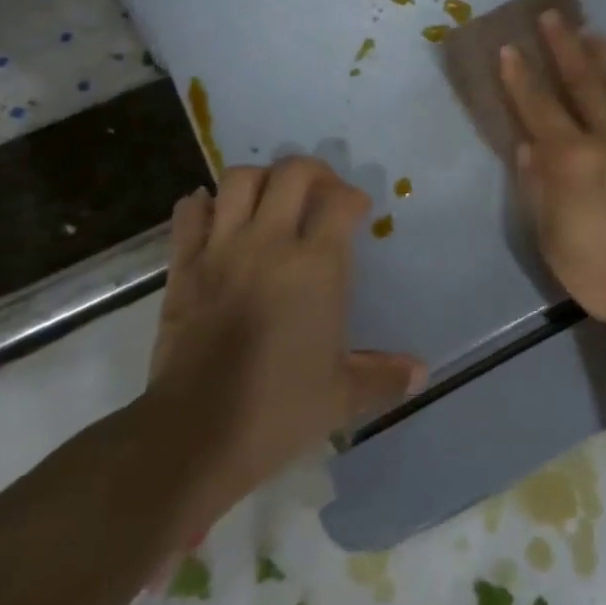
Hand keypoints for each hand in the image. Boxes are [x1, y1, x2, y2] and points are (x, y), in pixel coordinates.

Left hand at [147, 157, 425, 516]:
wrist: (197, 432)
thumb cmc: (279, 410)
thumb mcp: (342, 396)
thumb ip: (385, 376)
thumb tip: (422, 373)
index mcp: (315, 266)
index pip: (339, 201)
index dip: (353, 197)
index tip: (357, 212)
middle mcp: (269, 243)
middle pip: (291, 173)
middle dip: (313, 172)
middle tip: (321, 192)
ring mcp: (221, 249)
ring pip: (238, 180)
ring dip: (260, 179)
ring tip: (271, 199)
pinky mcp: (183, 265)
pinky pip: (188, 212)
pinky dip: (203, 205)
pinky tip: (216, 217)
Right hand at [499, 12, 605, 345]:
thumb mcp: (554, 241)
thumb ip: (538, 189)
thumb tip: (528, 147)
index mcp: (571, 160)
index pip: (538, 108)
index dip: (520, 77)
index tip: (510, 48)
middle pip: (582, 82)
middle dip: (564, 47)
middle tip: (553, 16)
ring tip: (593, 32)